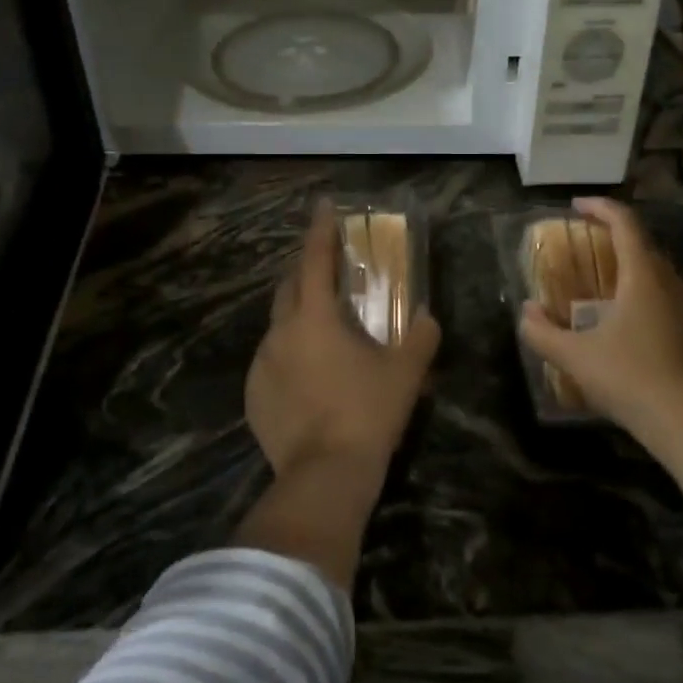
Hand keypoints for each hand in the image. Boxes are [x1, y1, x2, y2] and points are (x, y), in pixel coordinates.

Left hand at [246, 201, 441, 476]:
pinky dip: (289, 355)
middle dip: (306, 270)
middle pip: (289, 286)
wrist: (325, 476)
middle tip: (328, 269)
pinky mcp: (254, 396)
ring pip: (278, 326)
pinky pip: (271, 362)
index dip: (320, 230)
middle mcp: (280, 333)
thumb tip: (428, 316)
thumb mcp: (405, 373)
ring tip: (323, 330)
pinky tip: (309, 376)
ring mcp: (262, 365)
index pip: (314, 260)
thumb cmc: (367, 413)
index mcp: (314, 318)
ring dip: (298, 316)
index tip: (323, 206)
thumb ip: (421, 338)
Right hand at [518, 197, 682, 453]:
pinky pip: (671, 304)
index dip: (601, 208)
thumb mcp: (575, 357)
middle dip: (615, 239)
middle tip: (589, 246)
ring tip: (607, 290)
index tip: (577, 205)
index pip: (625, 224)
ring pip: (661, 277)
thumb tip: (526, 313)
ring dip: (633, 271)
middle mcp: (673, 285)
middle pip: (645, 247)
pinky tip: (633, 330)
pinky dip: (648, 300)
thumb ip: (543, 333)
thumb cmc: (630, 379)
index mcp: (643, 278)